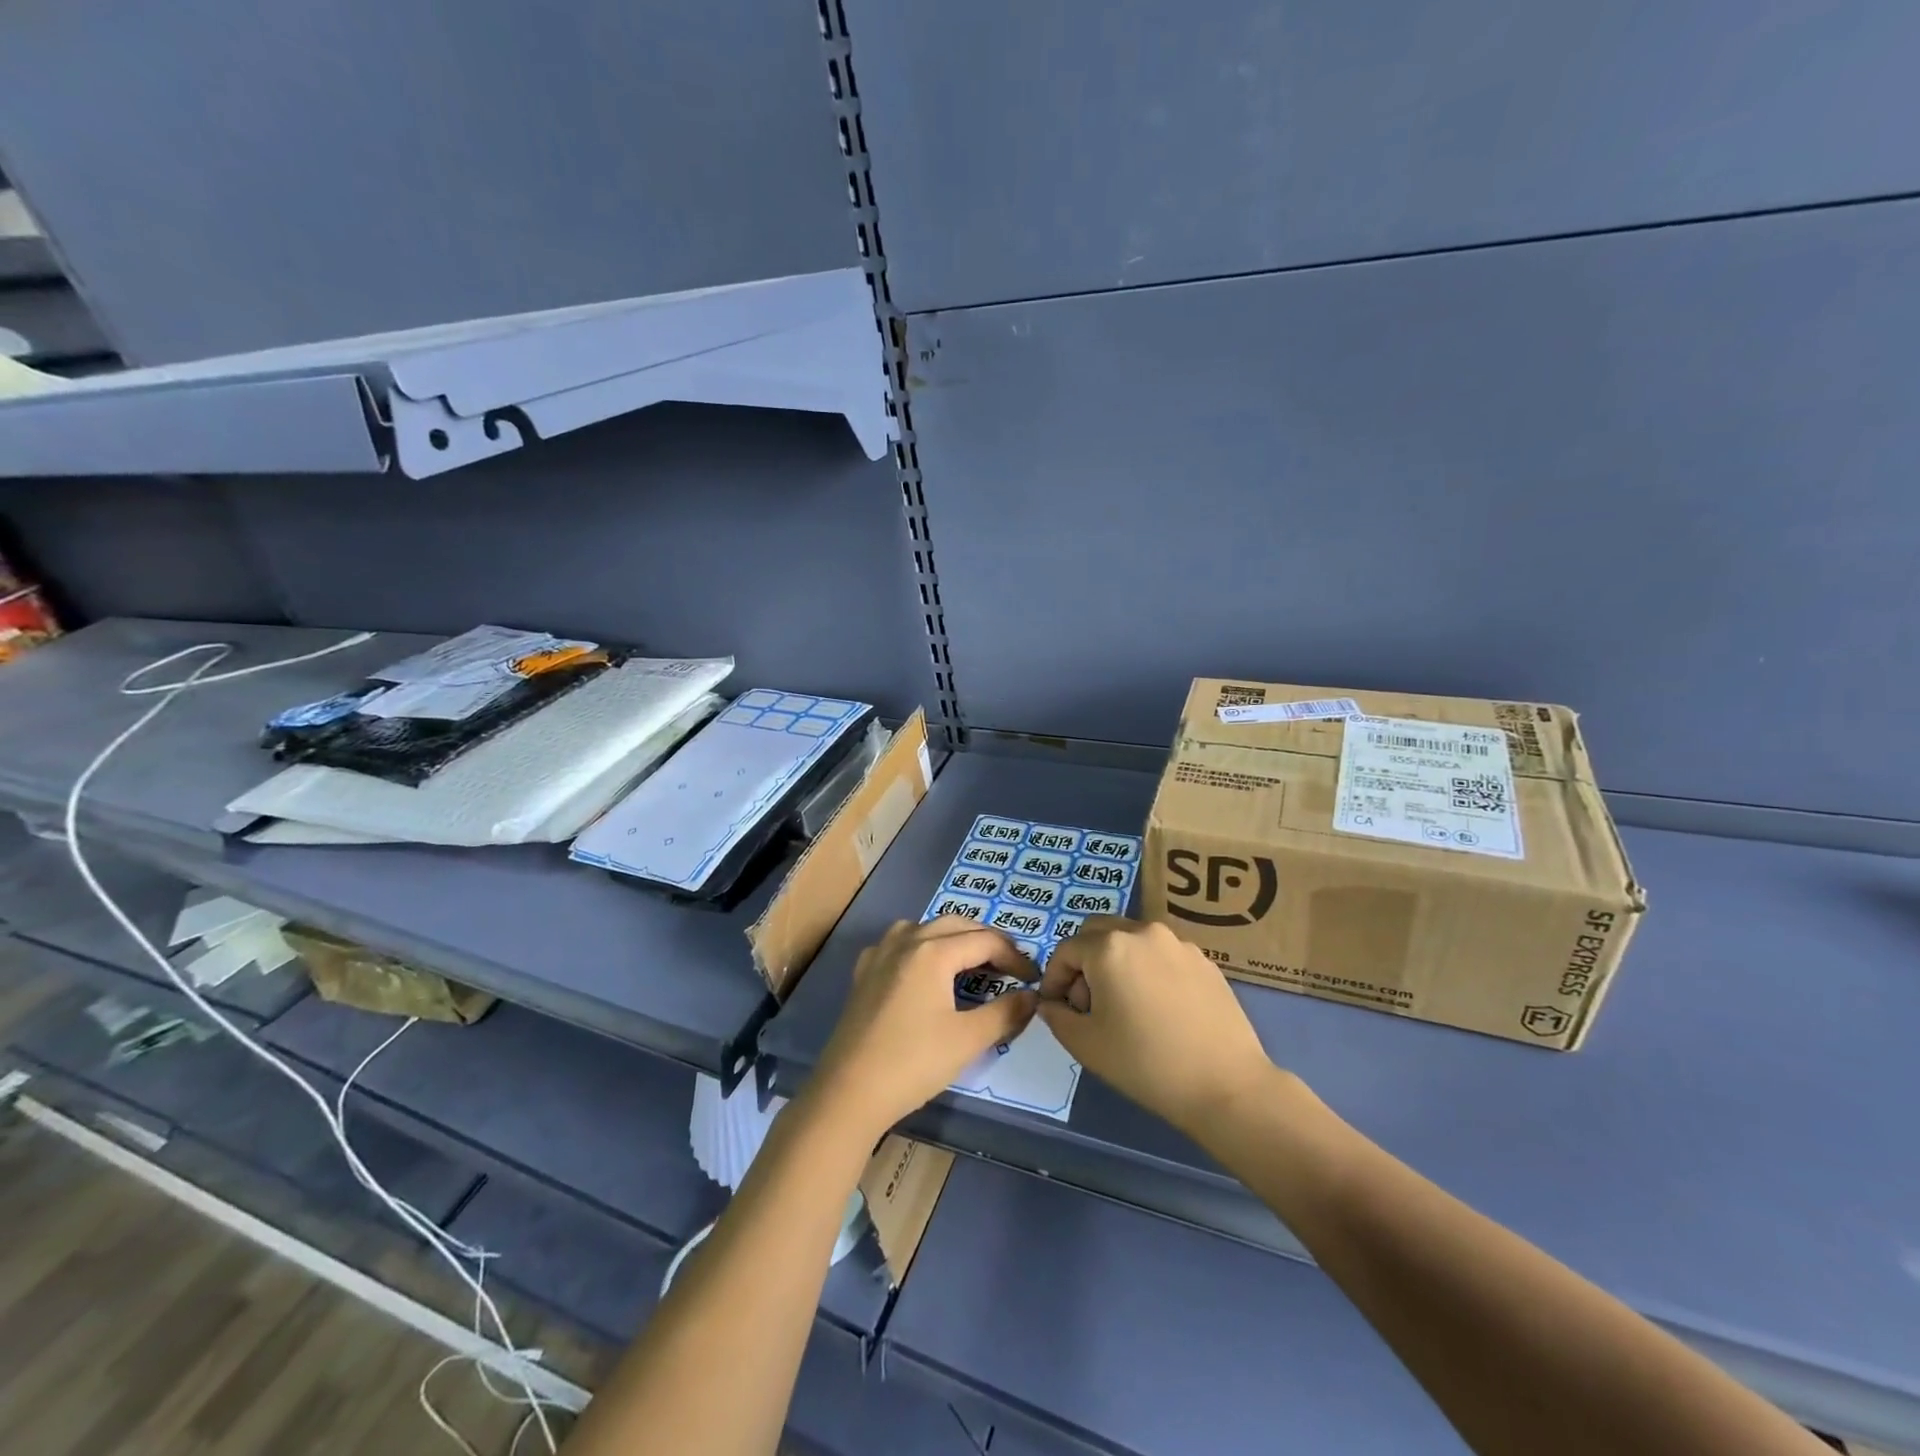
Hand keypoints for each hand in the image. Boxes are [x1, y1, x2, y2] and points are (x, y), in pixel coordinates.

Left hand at [808, 918, 1037, 1142]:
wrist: (849, 1092)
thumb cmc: (913, 1063)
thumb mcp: (968, 1040)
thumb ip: (1005, 1013)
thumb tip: (1032, 996)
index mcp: (933, 951)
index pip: (985, 940)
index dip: (1014, 956)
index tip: (1033, 979)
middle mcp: (906, 941)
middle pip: (955, 925)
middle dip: (987, 940)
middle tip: (1009, 965)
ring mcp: (880, 954)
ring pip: (924, 928)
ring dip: (953, 937)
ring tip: (971, 961)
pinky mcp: (864, 973)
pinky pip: (899, 943)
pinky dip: (921, 946)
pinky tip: (924, 969)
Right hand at [1039, 918, 1278, 1138]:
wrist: (1225, 1085)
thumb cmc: (1145, 1063)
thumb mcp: (1086, 1045)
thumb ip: (1057, 1017)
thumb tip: (1052, 1003)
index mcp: (1109, 947)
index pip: (1066, 950)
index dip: (1054, 978)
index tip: (1056, 1006)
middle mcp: (1143, 932)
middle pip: (1098, 932)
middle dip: (1084, 961)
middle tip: (1087, 1002)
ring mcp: (1178, 943)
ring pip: (1132, 940)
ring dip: (1116, 962)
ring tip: (1123, 1005)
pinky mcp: (1205, 961)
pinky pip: (1162, 955)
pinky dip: (1148, 970)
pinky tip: (1158, 1009)